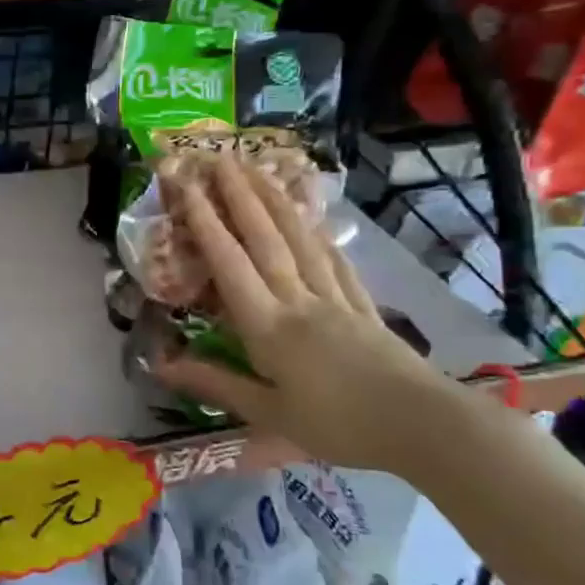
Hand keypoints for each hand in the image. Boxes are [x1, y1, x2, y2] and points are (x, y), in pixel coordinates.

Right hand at [152, 154, 457, 471]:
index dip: (207, 224)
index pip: (230, 265)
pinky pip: (335, 262)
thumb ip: (216, 384)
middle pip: (266, 239)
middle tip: (223, 158)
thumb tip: (160, 364)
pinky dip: (319, 237)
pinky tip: (314, 221)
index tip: (189, 187)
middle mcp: (299, 300)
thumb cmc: (339, 425)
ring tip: (259, 171)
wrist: (424, 426)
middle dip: (241, 196)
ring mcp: (335, 299)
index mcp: (269, 326)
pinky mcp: (363, 307)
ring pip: (300, 241)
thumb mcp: (269, 414)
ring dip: (276, 203)